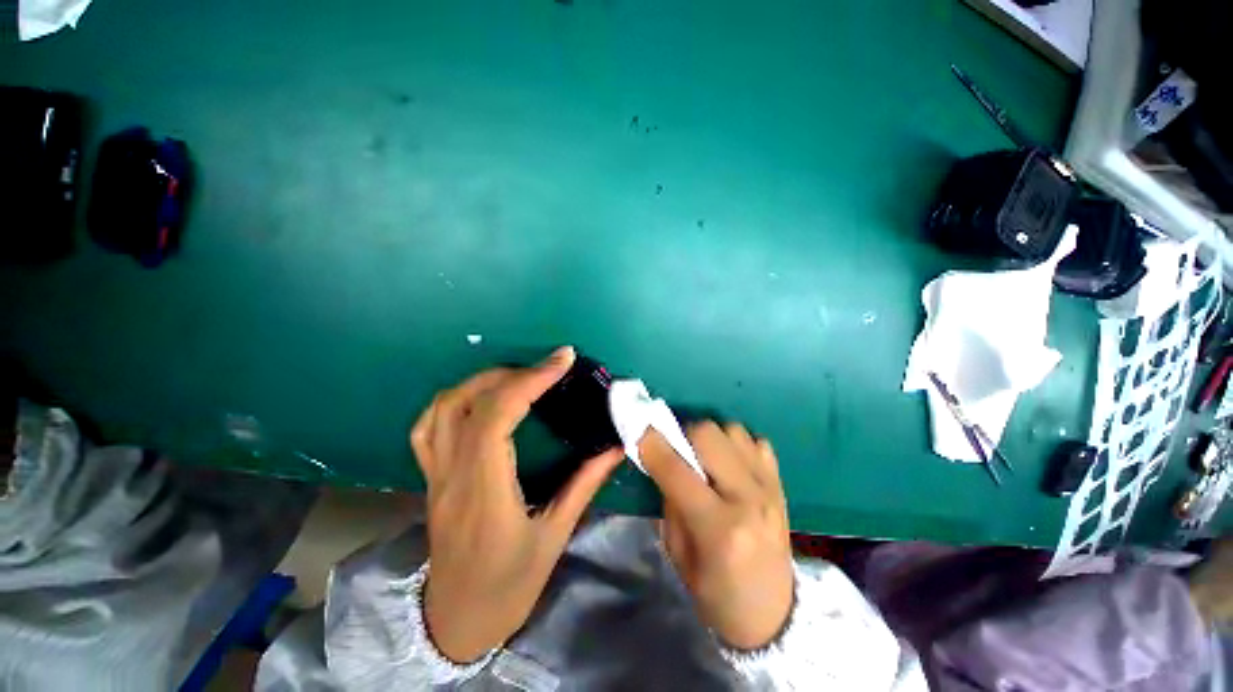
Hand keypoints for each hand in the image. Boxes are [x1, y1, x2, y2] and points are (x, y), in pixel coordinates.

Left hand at [410, 347, 622, 662]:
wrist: (456, 622)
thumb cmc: (509, 586)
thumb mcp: (554, 537)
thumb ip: (584, 484)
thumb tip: (615, 447)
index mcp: (485, 491)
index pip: (498, 416)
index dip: (531, 380)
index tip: (563, 359)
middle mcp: (453, 475)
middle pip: (471, 403)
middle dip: (515, 373)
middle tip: (551, 366)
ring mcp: (435, 474)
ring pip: (444, 407)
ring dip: (484, 380)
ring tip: (520, 375)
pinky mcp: (431, 477)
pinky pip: (428, 426)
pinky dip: (454, 399)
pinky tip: (480, 396)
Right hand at [640, 422, 794, 649]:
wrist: (773, 616)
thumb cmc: (716, 594)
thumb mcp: (679, 555)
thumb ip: (670, 502)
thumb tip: (663, 460)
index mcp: (718, 528)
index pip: (676, 470)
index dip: (653, 445)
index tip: (640, 434)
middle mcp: (748, 499)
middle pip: (708, 434)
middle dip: (684, 435)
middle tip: (678, 452)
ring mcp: (770, 488)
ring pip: (732, 430)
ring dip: (711, 438)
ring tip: (706, 459)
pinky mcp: (781, 484)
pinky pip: (756, 441)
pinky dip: (737, 445)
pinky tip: (731, 465)